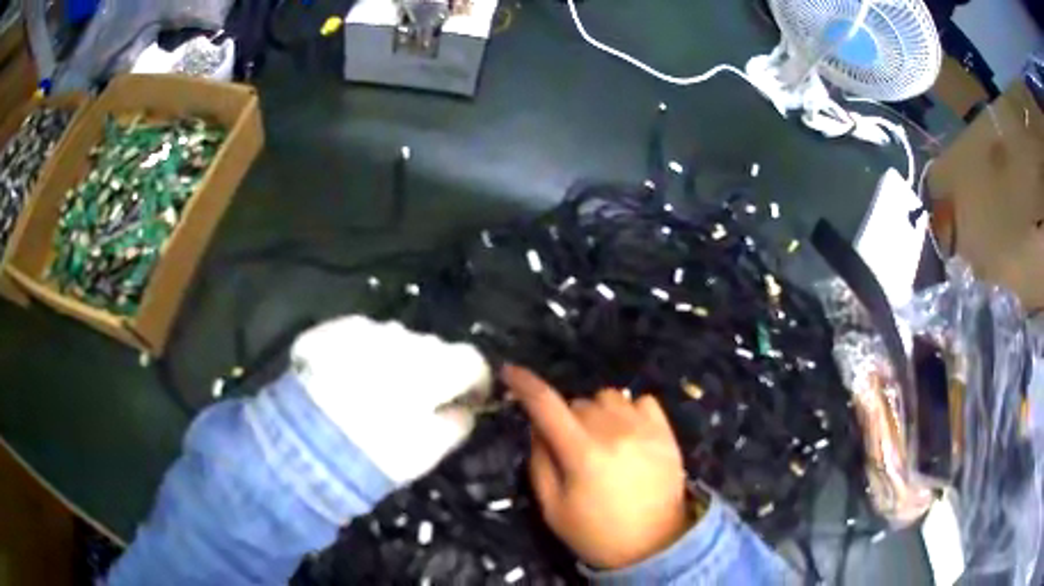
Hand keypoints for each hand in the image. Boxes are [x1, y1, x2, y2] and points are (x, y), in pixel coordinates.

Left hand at [292, 316, 490, 485]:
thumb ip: (458, 424)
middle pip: (433, 349)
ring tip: (374, 391)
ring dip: (396, 361)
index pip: (473, 361)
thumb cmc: (376, 451)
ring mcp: (366, 328)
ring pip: (396, 341)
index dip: (476, 383)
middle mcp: (404, 337)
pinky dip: (364, 355)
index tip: (469, 403)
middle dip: (433, 372)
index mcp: (436, 366)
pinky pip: (361, 337)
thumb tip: (463, 408)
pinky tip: (346, 379)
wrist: (303, 440)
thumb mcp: (429, 451)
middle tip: (417, 403)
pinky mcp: (333, 328)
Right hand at [503, 365, 692, 569]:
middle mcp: (614, 432)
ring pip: (608, 397)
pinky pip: (642, 401)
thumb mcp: (553, 508)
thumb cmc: (597, 533)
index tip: (509, 371)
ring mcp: (644, 429)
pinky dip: (628, 411)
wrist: (655, 545)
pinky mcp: (666, 432)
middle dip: (565, 418)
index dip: (524, 384)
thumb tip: (537, 427)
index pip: (546, 405)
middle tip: (569, 446)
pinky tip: (628, 433)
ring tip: (600, 438)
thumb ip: (540, 463)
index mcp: (582, 453)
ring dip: (596, 412)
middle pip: (577, 402)